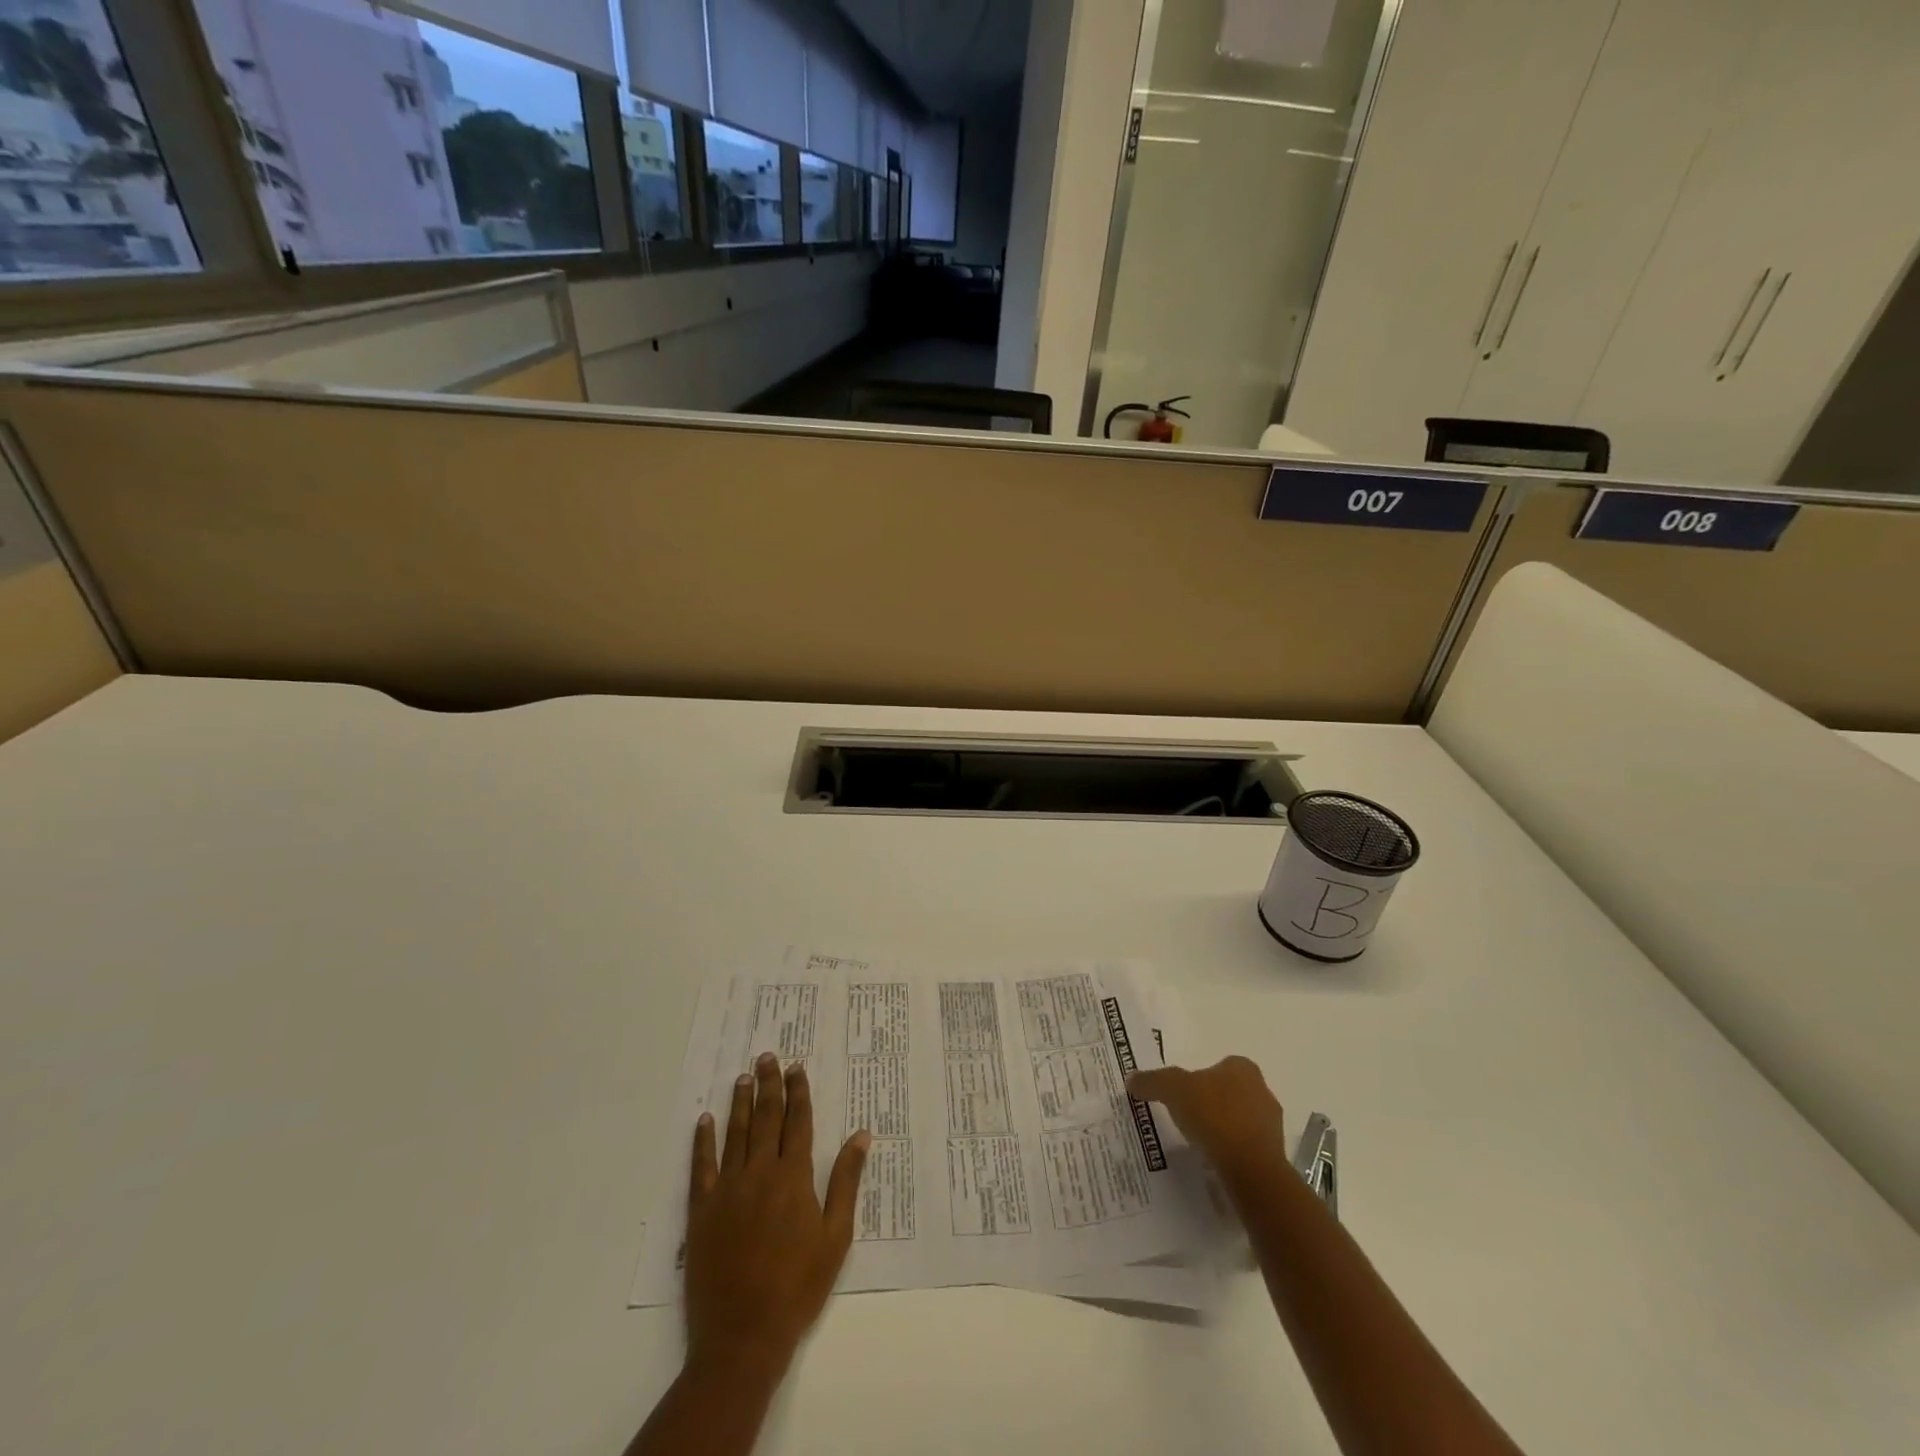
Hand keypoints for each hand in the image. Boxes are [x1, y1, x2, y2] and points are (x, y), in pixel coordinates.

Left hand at [684, 1053, 869, 1376]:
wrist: (743, 1335)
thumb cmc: (798, 1286)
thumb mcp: (835, 1236)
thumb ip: (846, 1181)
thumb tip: (862, 1135)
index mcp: (794, 1177)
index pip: (798, 1122)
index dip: (798, 1092)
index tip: (796, 1067)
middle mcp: (760, 1172)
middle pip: (766, 1118)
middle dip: (769, 1085)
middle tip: (767, 1057)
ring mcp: (728, 1189)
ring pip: (736, 1134)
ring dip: (740, 1103)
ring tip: (742, 1077)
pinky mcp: (702, 1210)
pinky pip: (701, 1166)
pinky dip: (703, 1141)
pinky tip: (704, 1120)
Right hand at [1127, 1055, 1288, 1186]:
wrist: (1250, 1169)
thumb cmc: (1213, 1116)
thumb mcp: (1172, 1090)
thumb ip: (1152, 1081)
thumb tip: (1131, 1079)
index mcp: (1243, 1068)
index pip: (1219, 1066)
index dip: (1199, 1078)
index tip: (1183, 1095)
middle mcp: (1262, 1091)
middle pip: (1230, 1093)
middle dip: (1211, 1103)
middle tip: (1187, 1117)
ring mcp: (1272, 1125)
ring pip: (1240, 1121)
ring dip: (1223, 1130)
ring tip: (1198, 1143)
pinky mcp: (1274, 1156)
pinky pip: (1246, 1149)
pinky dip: (1231, 1153)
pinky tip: (1214, 1162)